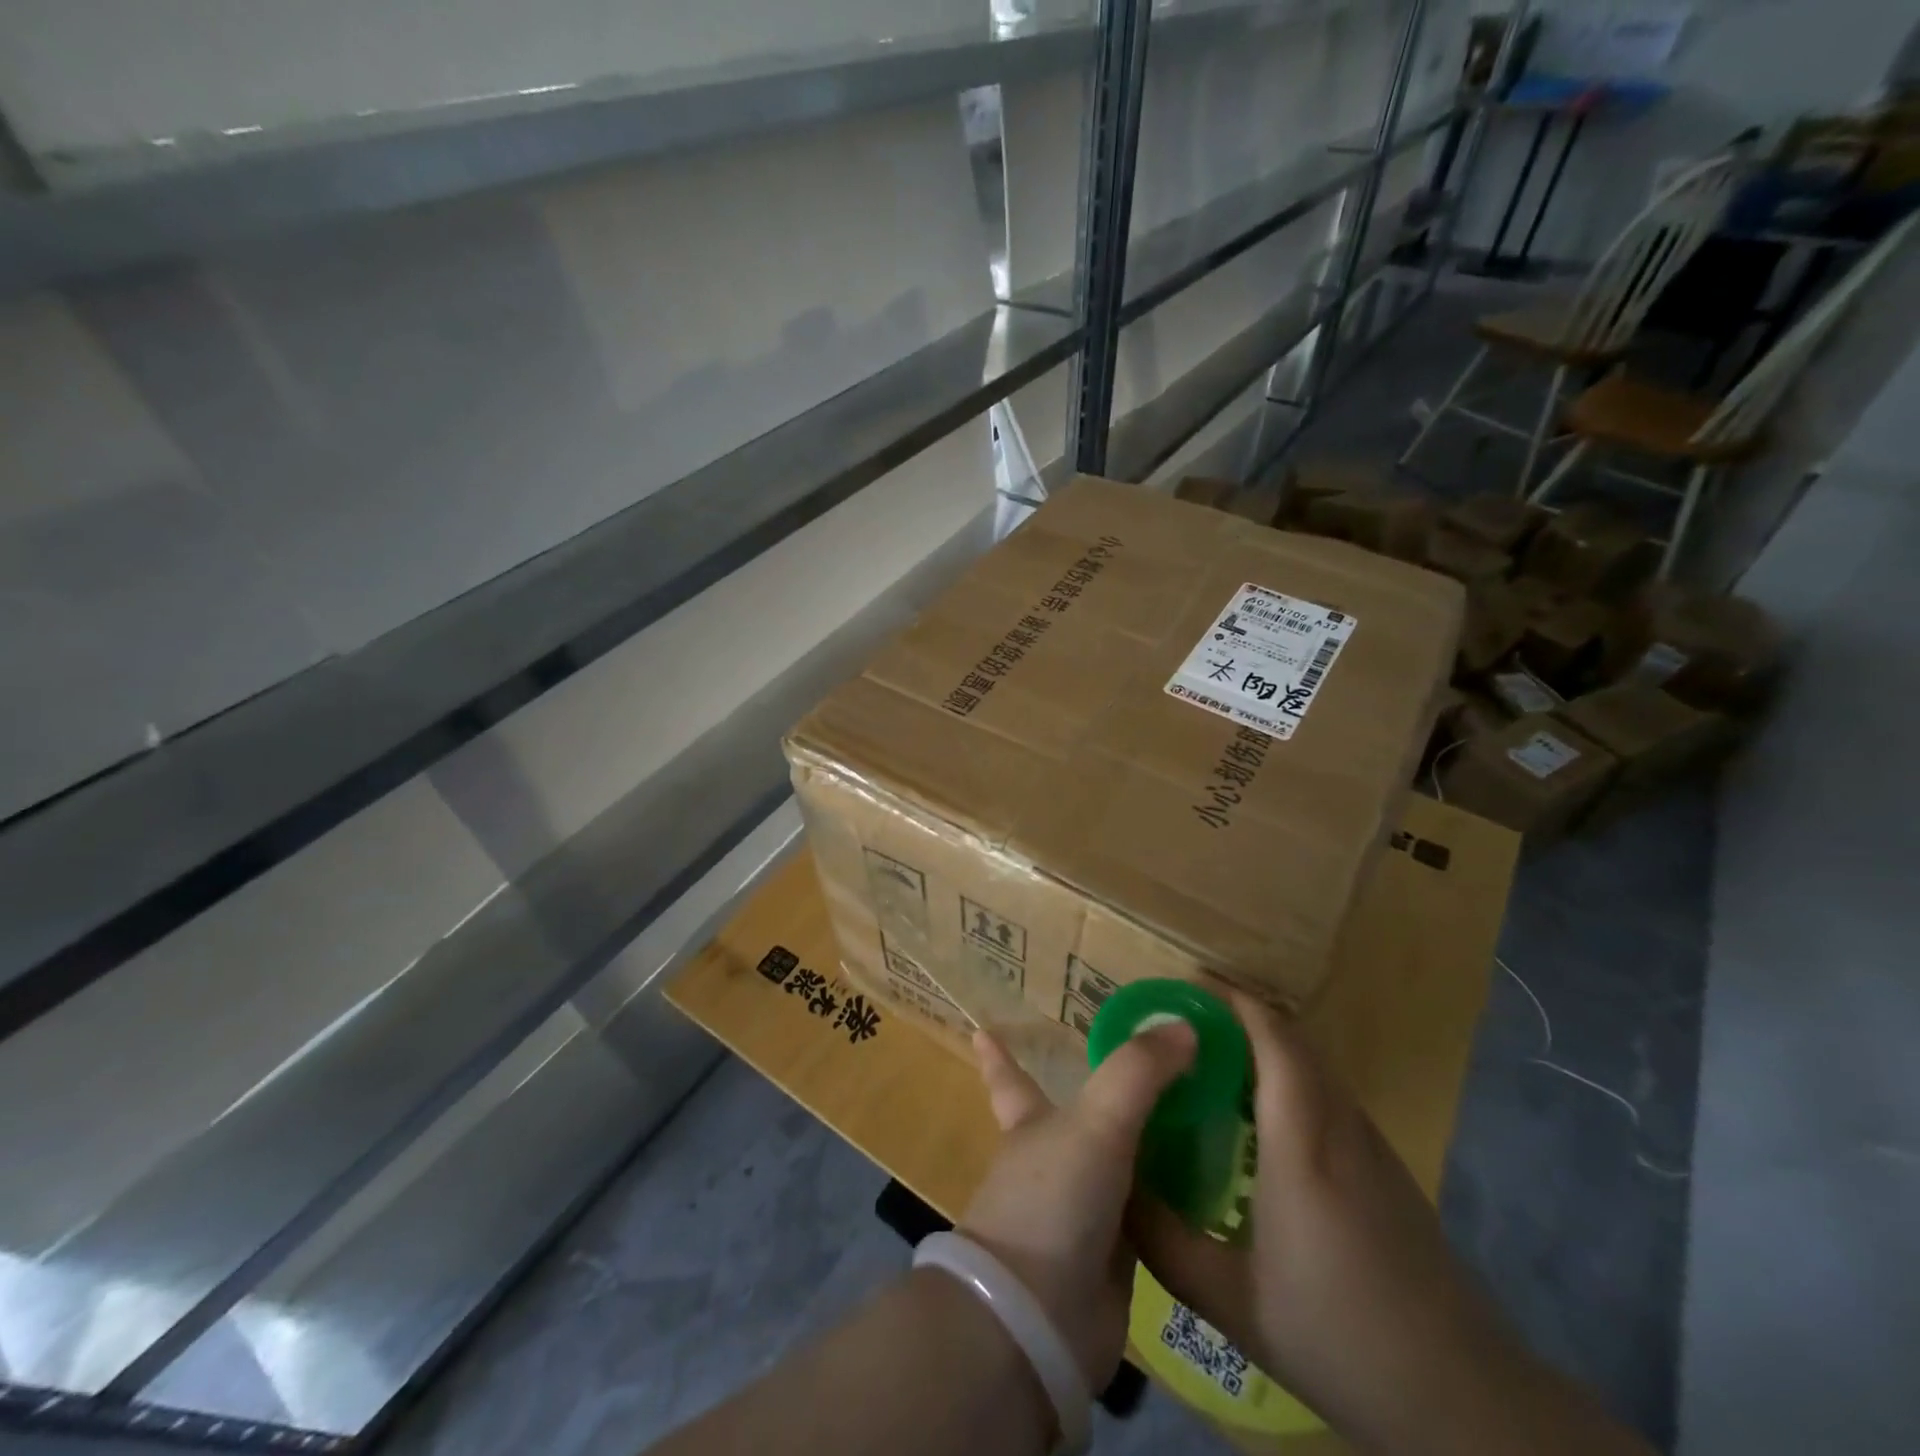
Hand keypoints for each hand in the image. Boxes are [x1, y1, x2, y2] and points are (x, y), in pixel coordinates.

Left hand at [959, 1020, 1196, 1391]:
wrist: (1042, 1320)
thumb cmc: (1053, 1200)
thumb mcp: (1097, 1121)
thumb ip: (1139, 1071)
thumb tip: (1184, 1026)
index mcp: (1032, 1122)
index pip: (1009, 1078)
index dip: (998, 1055)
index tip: (980, 1028)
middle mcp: (1054, 1160)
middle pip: (1077, 1118)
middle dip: (1102, 1096)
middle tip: (1149, 1068)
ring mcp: (1083, 1209)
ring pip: (1120, 1163)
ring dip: (1149, 1144)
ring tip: (1195, 1115)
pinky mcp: (1115, 1256)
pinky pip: (1151, 1212)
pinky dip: (1174, 1195)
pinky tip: (1210, 1181)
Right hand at [1132, 992, 1650, 1455]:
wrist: (1464, 1400)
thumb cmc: (1338, 1340)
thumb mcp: (1231, 1303)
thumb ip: (1163, 1240)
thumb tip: (1113, 1186)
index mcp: (1301, 1145)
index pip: (1273, 1039)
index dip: (1230, 1000)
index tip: (1182, 987)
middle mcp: (1340, 1126)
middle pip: (1293, 1039)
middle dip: (1238, 1012)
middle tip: (1182, 1019)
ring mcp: (1370, 1143)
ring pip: (1314, 1062)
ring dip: (1263, 1041)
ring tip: (1209, 1056)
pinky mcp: (1385, 1164)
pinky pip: (1327, 1090)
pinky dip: (1287, 1073)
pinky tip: (1257, 1113)